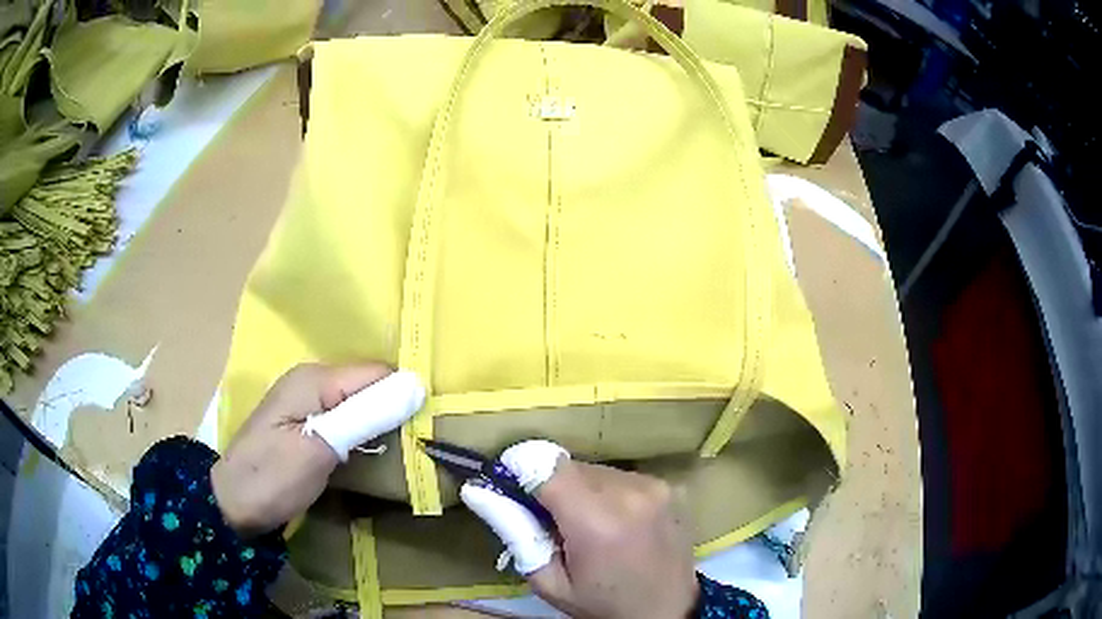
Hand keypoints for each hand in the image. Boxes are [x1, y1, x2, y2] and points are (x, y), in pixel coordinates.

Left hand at [211, 363, 422, 536]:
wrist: (231, 505)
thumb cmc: (272, 479)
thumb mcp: (318, 450)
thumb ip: (364, 417)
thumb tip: (415, 387)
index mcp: (314, 380)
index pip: (377, 373)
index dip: (405, 394)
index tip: (431, 426)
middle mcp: (312, 381)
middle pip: (369, 386)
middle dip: (396, 409)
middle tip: (422, 443)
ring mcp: (307, 402)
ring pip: (360, 403)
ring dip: (382, 423)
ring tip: (408, 449)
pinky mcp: (307, 423)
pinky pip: (346, 418)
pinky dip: (364, 433)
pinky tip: (376, 452)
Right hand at [462, 441, 699, 618]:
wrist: (667, 610)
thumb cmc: (602, 604)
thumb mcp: (549, 582)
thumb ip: (515, 533)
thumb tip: (477, 490)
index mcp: (597, 520)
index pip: (545, 466)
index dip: (522, 473)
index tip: (514, 493)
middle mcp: (630, 492)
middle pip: (570, 466)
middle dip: (552, 488)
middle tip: (553, 524)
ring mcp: (655, 485)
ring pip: (595, 469)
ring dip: (581, 489)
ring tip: (588, 527)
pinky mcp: (668, 486)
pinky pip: (620, 476)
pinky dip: (607, 492)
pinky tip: (615, 523)